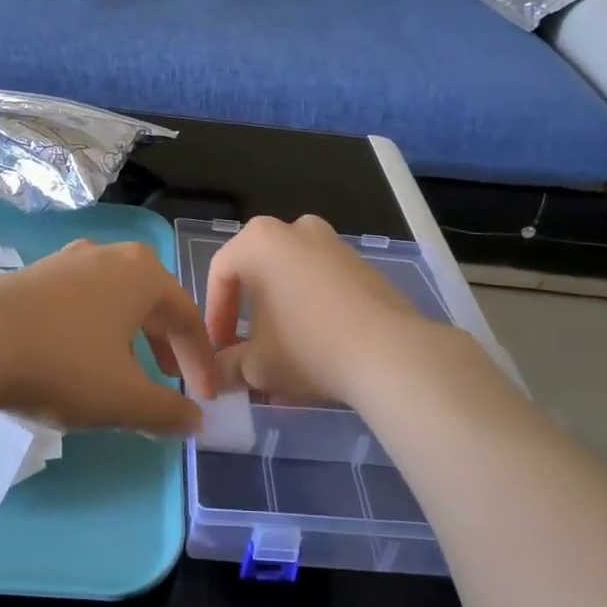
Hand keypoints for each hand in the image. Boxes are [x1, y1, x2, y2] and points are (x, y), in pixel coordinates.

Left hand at [0, 240, 219, 433]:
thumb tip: (195, 422)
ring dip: (131, 336)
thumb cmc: (63, 365)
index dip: (201, 361)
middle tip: (171, 380)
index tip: (206, 397)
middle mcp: (109, 256)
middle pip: (153, 302)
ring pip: (115, 299)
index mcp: (143, 274)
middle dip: (167, 345)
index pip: (188, 319)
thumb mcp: (124, 400)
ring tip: (128, 370)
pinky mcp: (33, 274)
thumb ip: (168, 413)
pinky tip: (79, 355)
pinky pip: (81, 300)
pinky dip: (95, 328)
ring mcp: (67, 260)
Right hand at [205, 215, 445, 406]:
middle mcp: (295, 229)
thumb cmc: (309, 348)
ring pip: (292, 278)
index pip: (221, 274)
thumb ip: (227, 367)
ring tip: (283, 356)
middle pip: (258, 273)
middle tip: (247, 351)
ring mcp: (333, 243)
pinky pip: (322, 284)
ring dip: (281, 314)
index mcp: (259, 240)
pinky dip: (311, 310)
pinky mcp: (362, 265)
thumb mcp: (256, 366)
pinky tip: (317, 348)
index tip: (219, 350)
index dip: (215, 316)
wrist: (391, 354)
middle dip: (249, 315)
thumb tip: (217, 376)